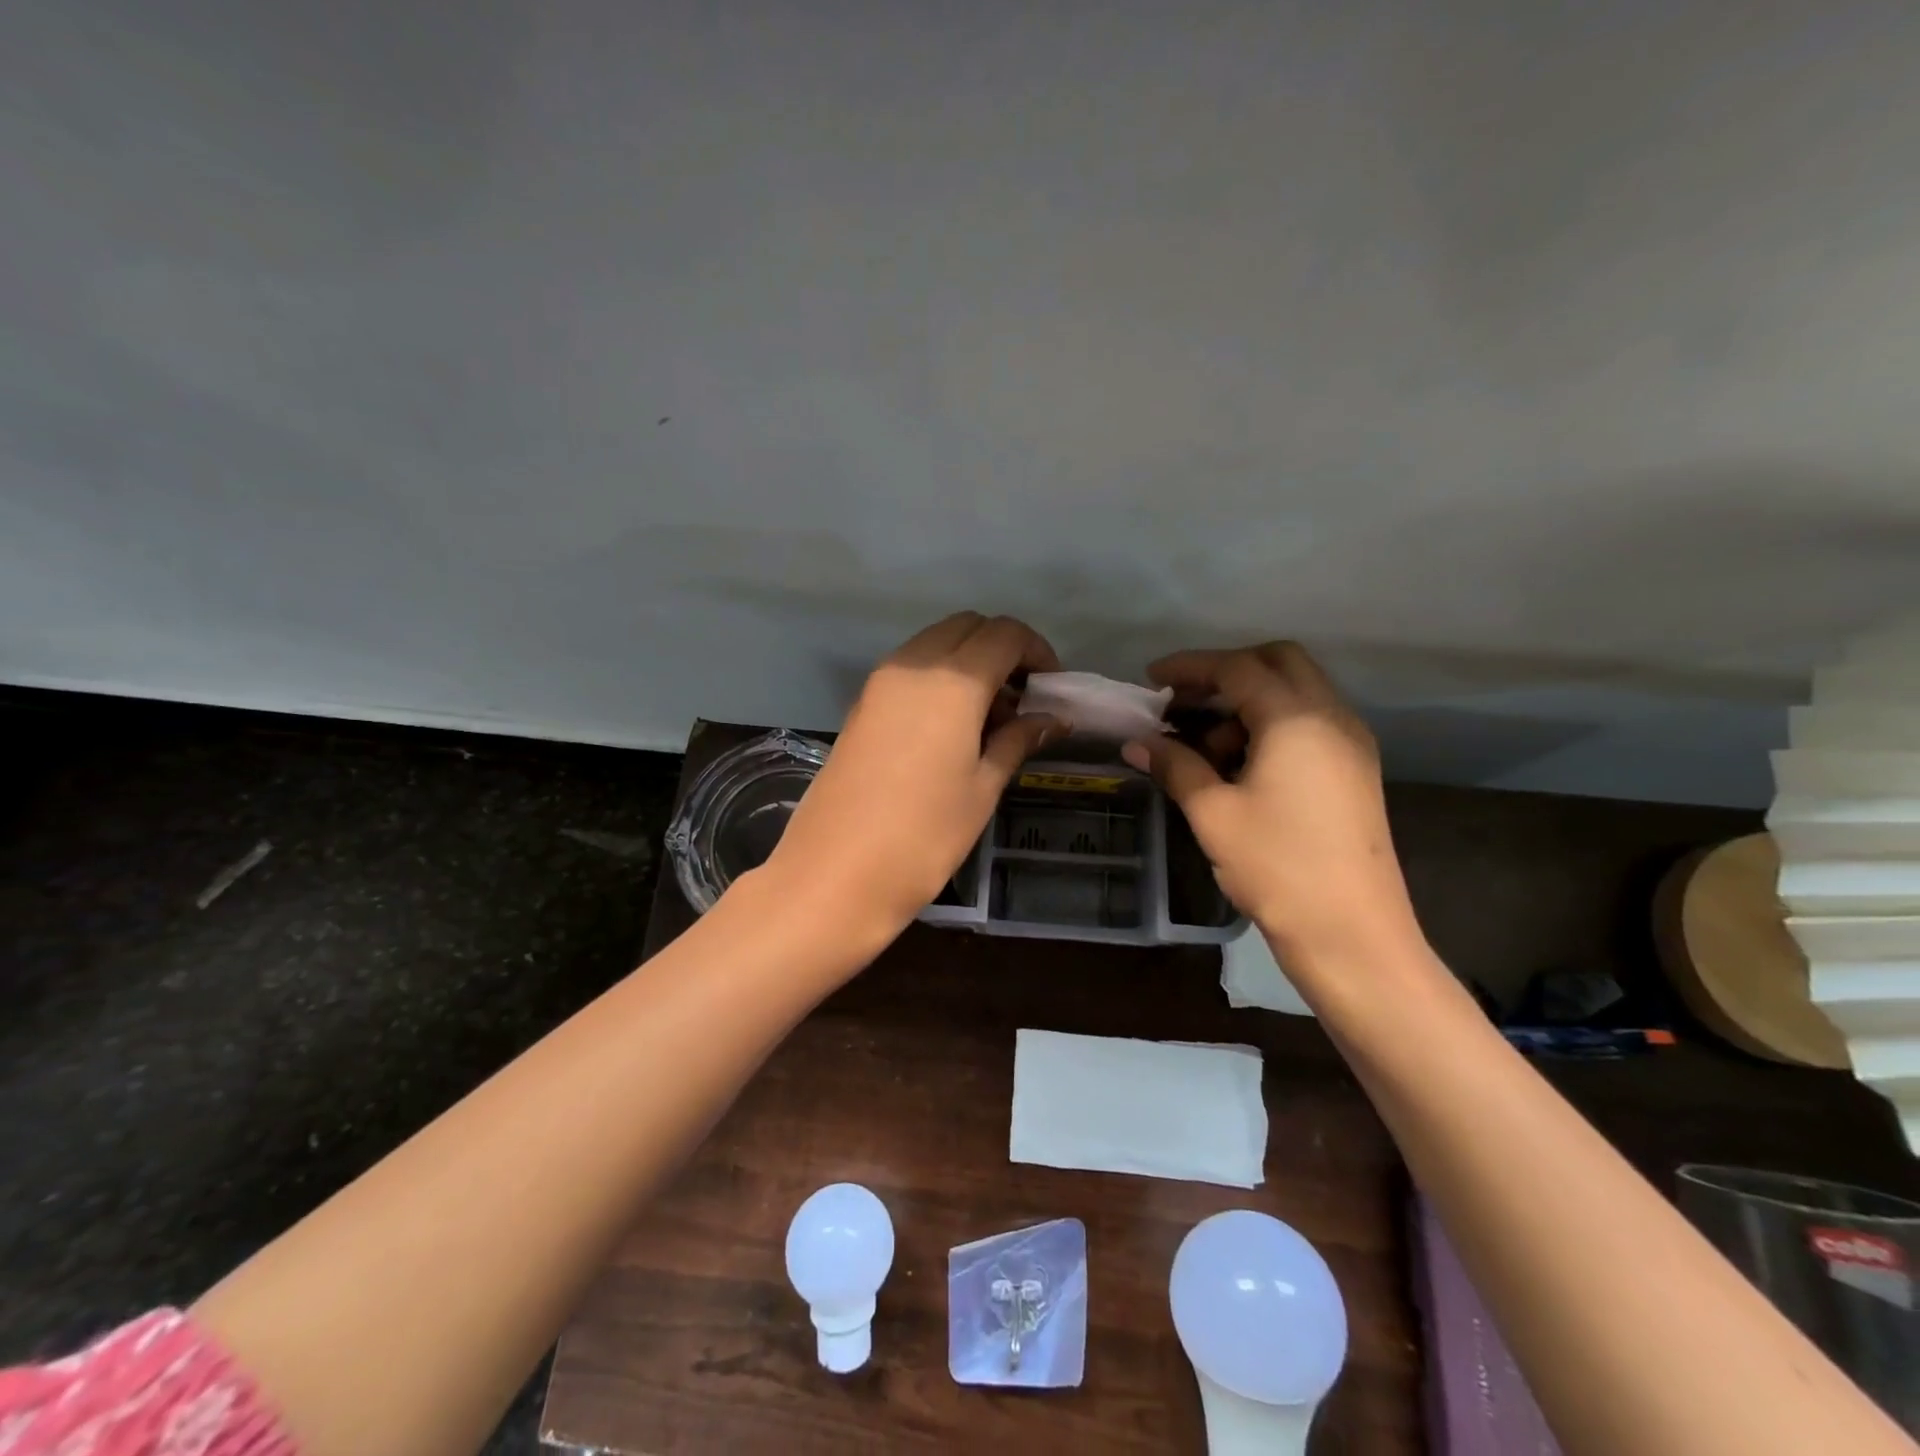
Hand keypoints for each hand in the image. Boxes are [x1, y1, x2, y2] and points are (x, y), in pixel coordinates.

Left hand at [757, 612, 1063, 944]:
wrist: (836, 873)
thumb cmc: (924, 836)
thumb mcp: (982, 788)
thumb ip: (1017, 741)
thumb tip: (1051, 718)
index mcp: (952, 681)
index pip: (1004, 634)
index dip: (1036, 651)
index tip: (1051, 687)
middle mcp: (913, 666)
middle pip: (967, 627)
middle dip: (1002, 649)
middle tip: (1022, 698)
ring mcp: (880, 683)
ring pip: (934, 644)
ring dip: (968, 662)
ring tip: (990, 718)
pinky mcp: (861, 704)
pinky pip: (909, 669)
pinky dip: (938, 678)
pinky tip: (951, 727)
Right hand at [1120, 642, 1417, 962]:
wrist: (1351, 933)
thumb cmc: (1276, 866)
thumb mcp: (1213, 813)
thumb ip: (1175, 766)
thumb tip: (1137, 742)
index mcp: (1297, 719)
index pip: (1237, 668)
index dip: (1190, 667)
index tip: (1151, 679)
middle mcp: (1332, 717)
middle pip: (1278, 662)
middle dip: (1226, 672)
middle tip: (1185, 701)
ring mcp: (1350, 743)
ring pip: (1297, 692)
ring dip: (1248, 701)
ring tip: (1205, 747)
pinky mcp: (1355, 770)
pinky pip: (1310, 723)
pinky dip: (1271, 725)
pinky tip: (1239, 765)